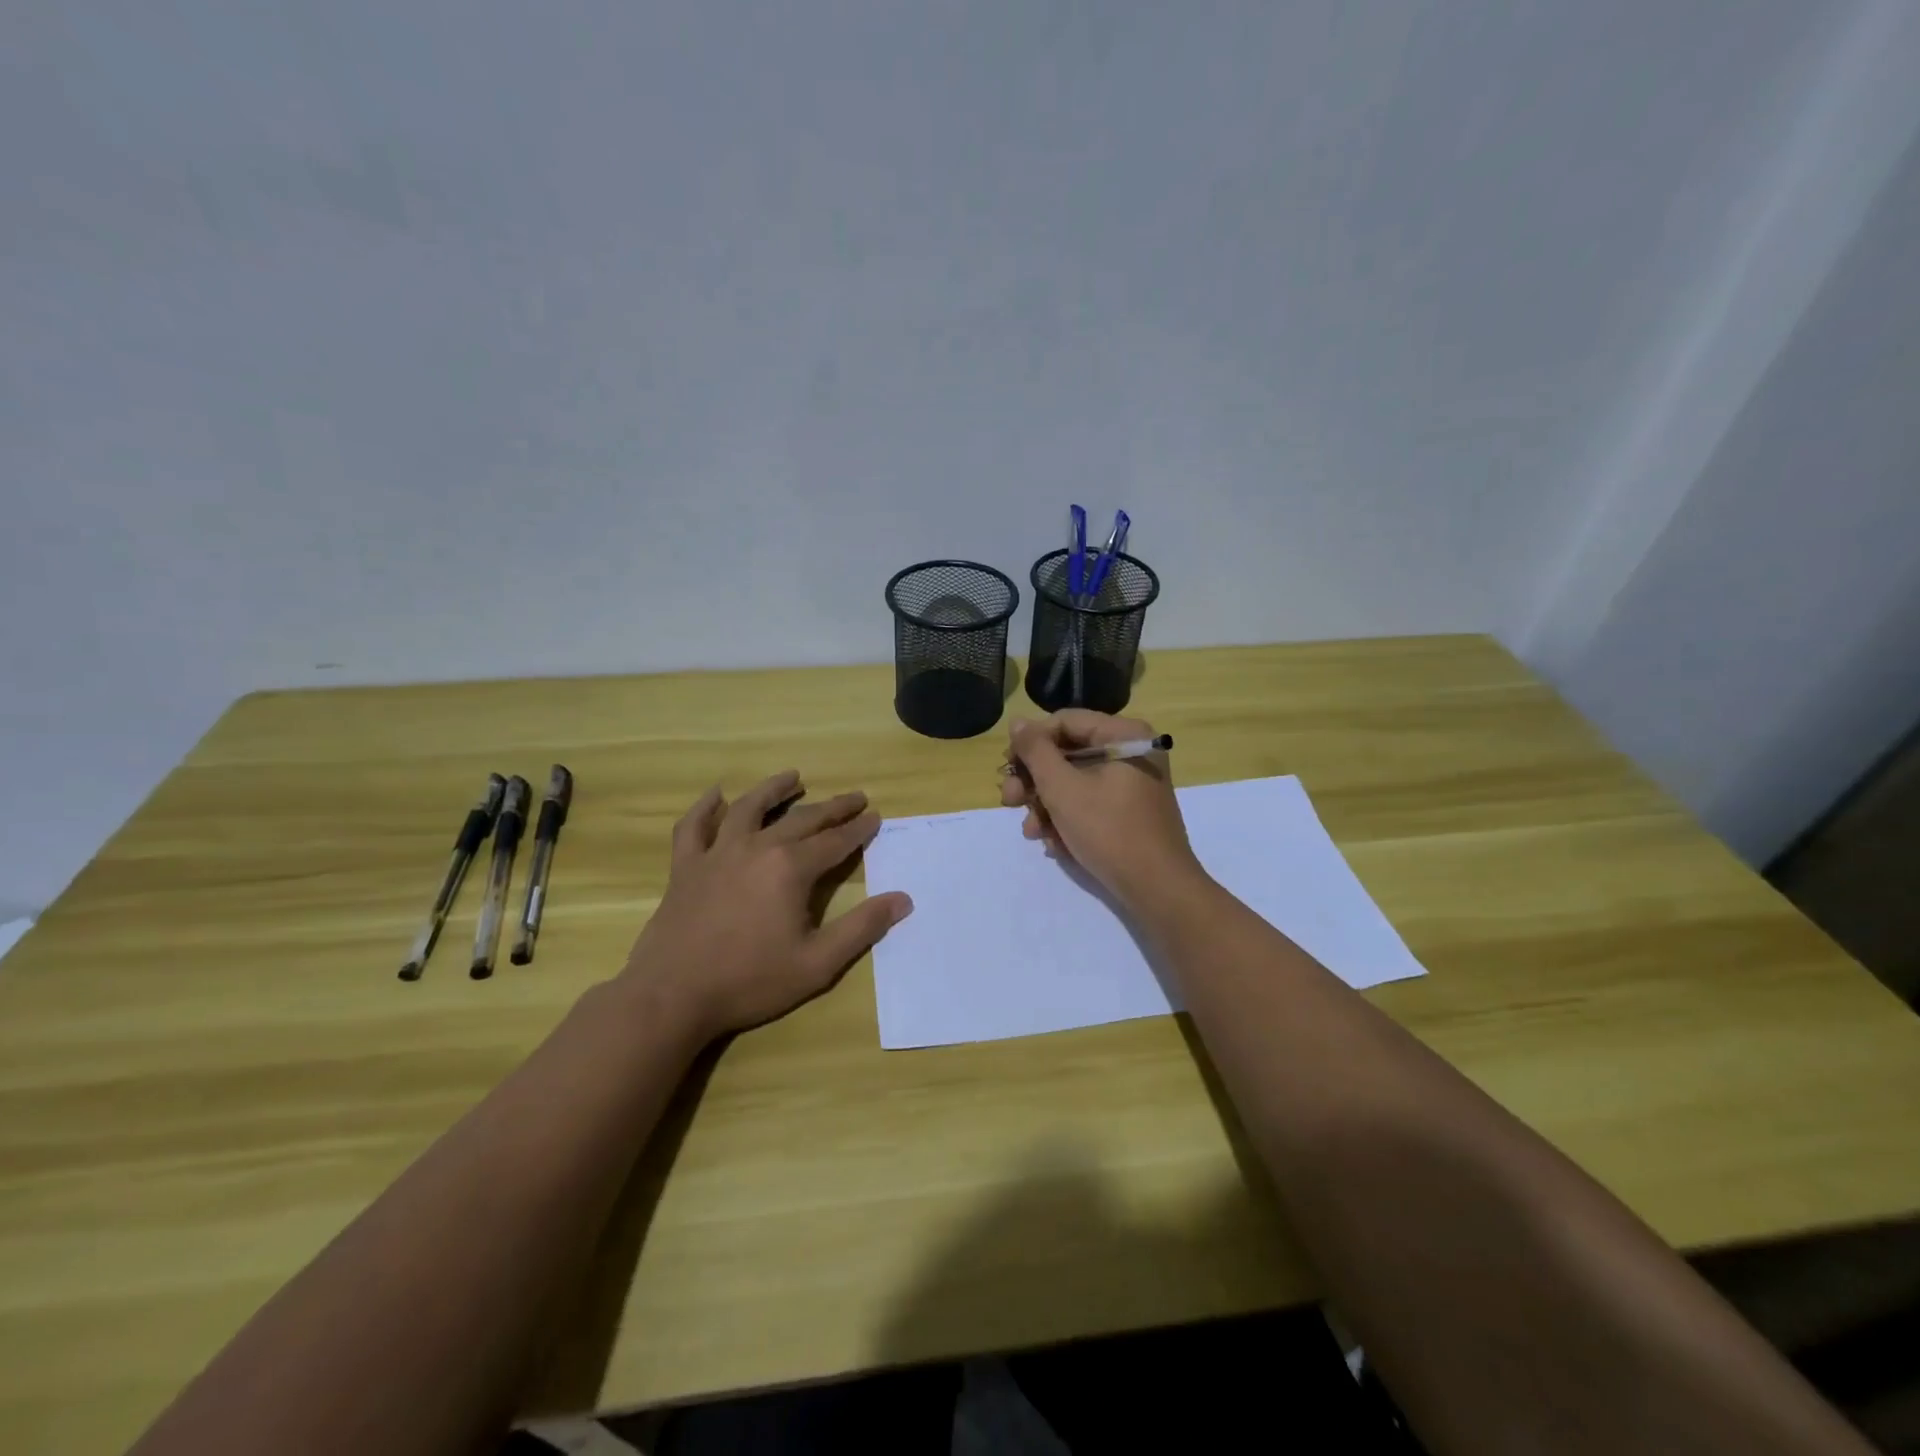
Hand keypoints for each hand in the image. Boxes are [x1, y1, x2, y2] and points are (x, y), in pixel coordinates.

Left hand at [624, 770, 912, 1039]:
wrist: (672, 996)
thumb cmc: (750, 981)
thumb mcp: (817, 963)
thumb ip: (862, 928)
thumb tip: (903, 899)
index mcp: (791, 869)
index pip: (835, 842)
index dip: (859, 829)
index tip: (875, 817)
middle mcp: (757, 848)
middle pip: (802, 819)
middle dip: (833, 808)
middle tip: (855, 797)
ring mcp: (717, 853)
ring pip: (749, 808)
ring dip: (775, 789)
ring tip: (794, 776)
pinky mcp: (685, 866)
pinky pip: (694, 827)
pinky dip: (706, 807)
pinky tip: (717, 795)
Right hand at [1001, 711, 1206, 912]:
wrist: (1157, 889)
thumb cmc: (1109, 831)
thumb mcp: (1063, 789)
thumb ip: (1036, 752)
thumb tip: (1017, 723)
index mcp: (1123, 735)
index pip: (1064, 722)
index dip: (1030, 742)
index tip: (1007, 768)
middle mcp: (1130, 751)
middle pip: (1067, 752)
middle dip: (1034, 780)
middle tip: (1010, 801)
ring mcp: (1131, 782)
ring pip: (1073, 781)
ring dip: (1045, 805)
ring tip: (1032, 832)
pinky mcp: (1128, 810)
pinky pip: (1088, 802)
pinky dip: (1066, 819)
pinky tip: (1052, 843)